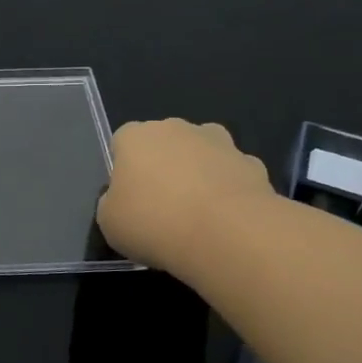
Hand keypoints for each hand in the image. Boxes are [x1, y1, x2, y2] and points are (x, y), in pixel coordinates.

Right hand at [95, 119, 275, 275]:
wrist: (226, 233)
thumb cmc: (154, 223)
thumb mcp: (109, 223)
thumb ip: (112, 203)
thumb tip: (123, 199)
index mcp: (136, 137)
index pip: (122, 142)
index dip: (124, 170)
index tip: (129, 198)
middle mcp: (176, 128)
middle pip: (164, 144)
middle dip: (163, 167)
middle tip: (162, 207)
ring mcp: (218, 142)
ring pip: (201, 154)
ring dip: (198, 174)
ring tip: (197, 215)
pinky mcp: (252, 163)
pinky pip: (232, 174)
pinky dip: (228, 190)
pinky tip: (226, 221)